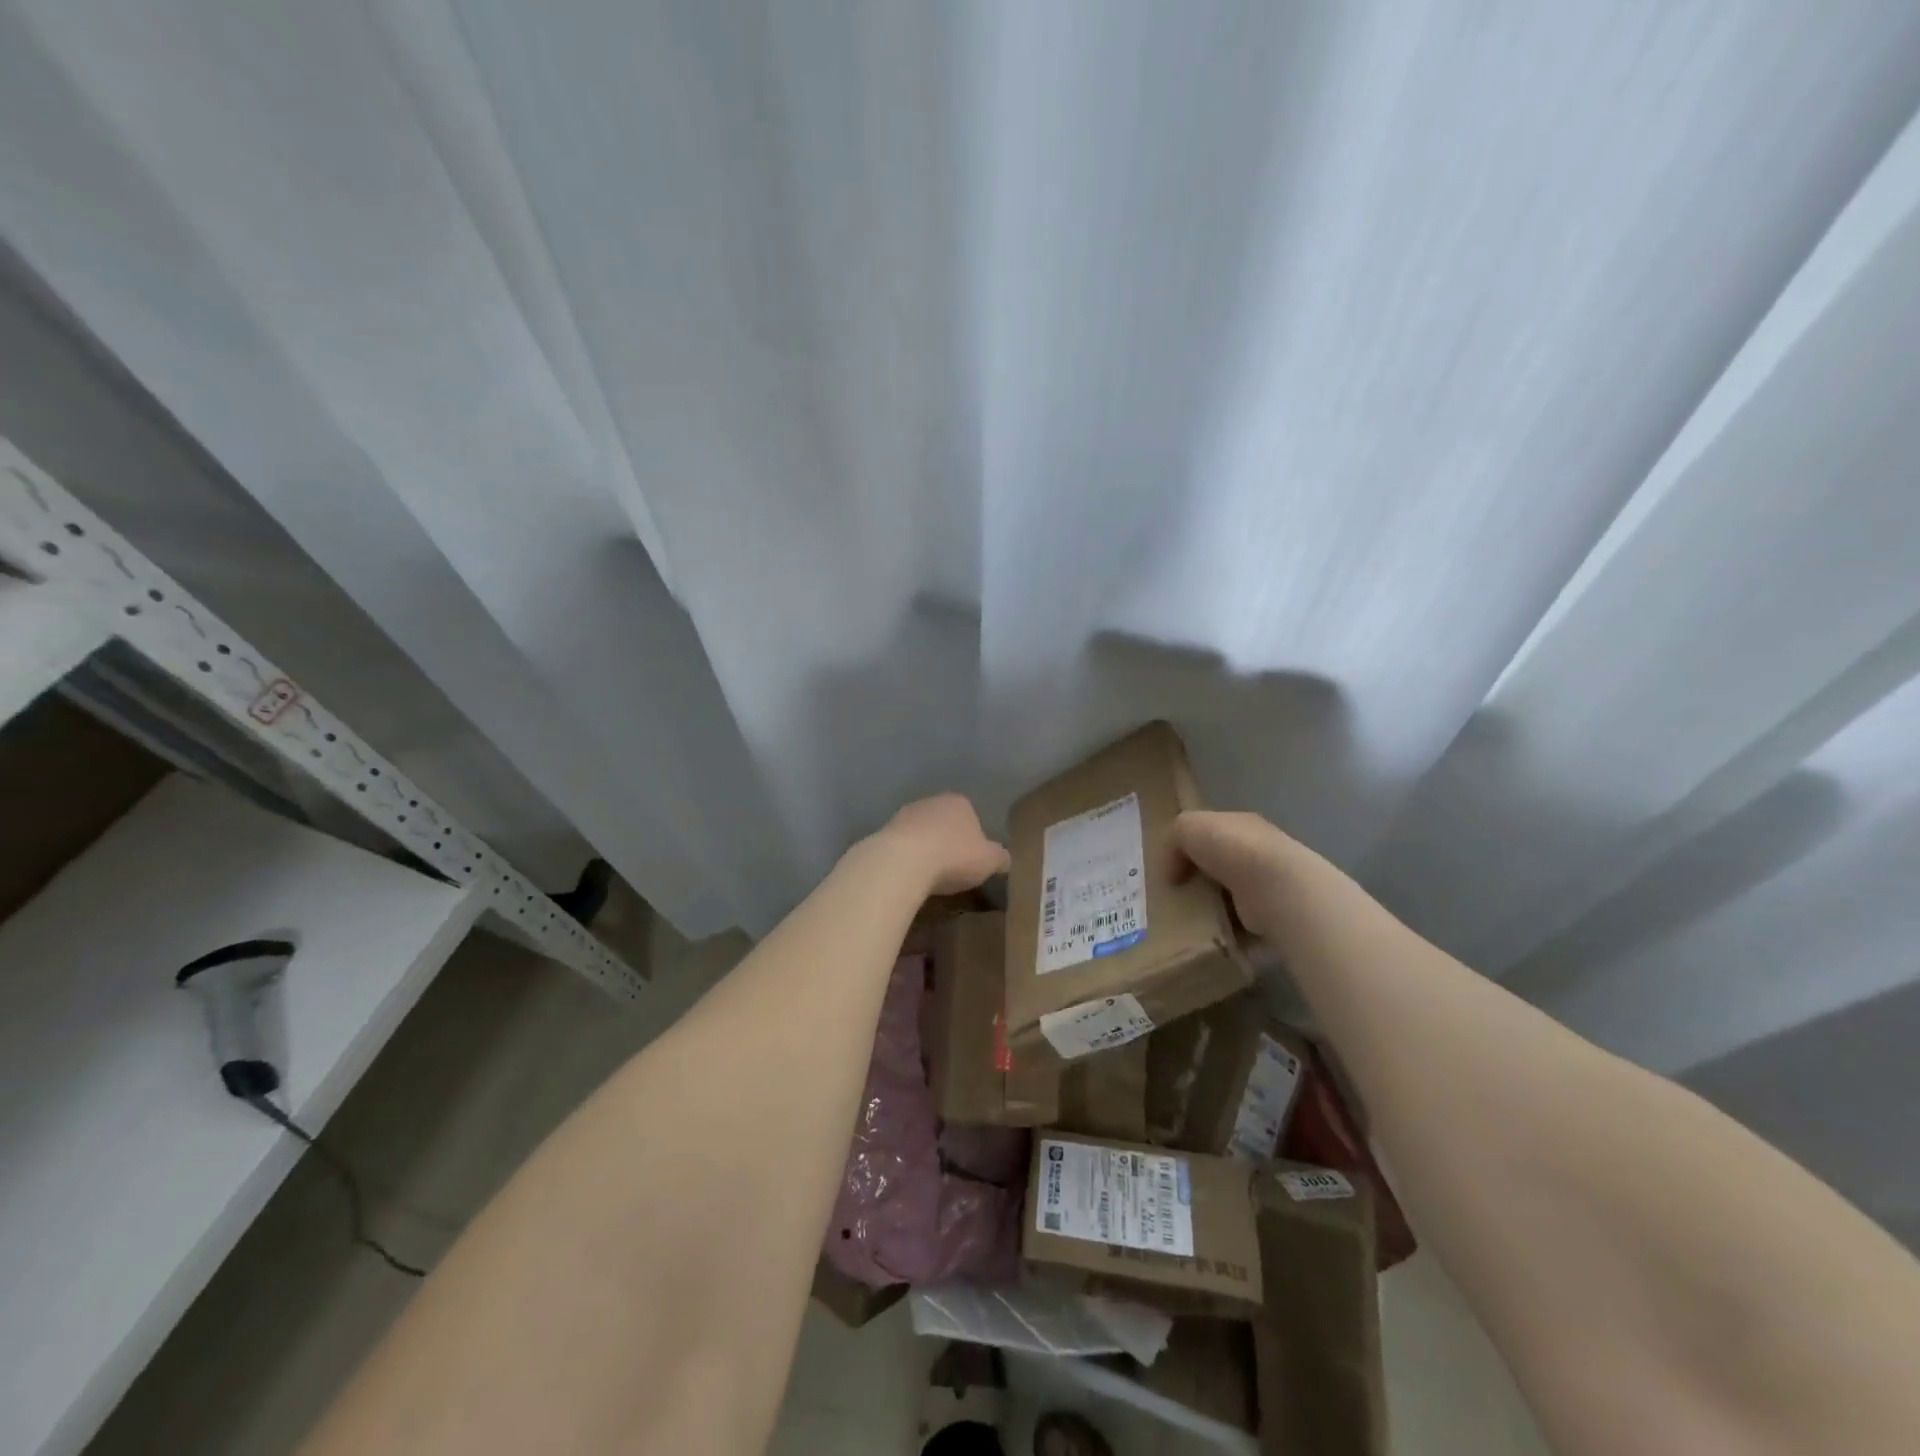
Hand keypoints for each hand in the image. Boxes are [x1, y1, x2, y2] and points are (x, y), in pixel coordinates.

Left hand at [876, 793, 1010, 893]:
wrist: (903, 862)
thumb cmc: (953, 856)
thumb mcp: (989, 861)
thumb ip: (1000, 857)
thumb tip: (1005, 859)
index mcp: (959, 802)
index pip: (971, 815)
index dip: (974, 838)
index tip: (973, 860)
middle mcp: (931, 801)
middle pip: (944, 822)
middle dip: (948, 841)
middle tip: (952, 869)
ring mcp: (904, 814)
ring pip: (921, 832)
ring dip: (925, 849)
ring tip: (929, 877)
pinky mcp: (883, 832)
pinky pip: (902, 846)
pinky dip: (907, 859)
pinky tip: (909, 877)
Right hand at [1170, 809, 1311, 939]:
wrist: (1274, 887)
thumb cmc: (1231, 848)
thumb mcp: (1186, 826)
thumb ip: (1173, 841)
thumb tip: (1173, 872)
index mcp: (1240, 823)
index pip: (1211, 831)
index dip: (1189, 846)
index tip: (1170, 866)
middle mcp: (1258, 850)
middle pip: (1219, 863)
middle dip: (1198, 877)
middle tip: (1174, 893)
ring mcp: (1268, 883)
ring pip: (1228, 893)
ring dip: (1210, 905)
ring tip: (1185, 916)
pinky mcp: (1271, 914)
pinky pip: (1239, 921)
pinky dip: (1224, 927)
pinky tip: (1206, 932)